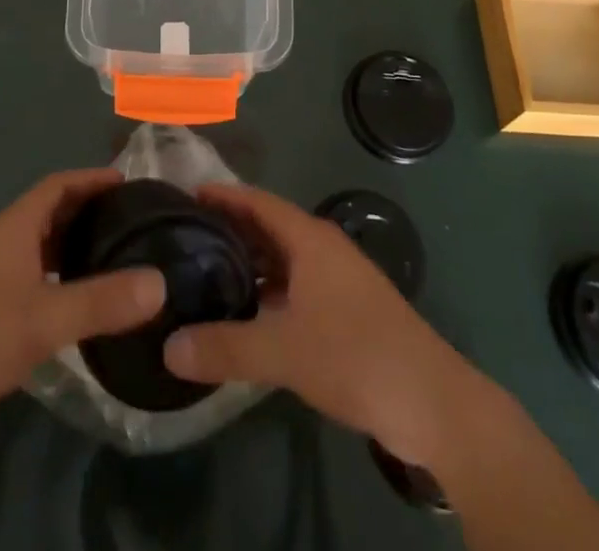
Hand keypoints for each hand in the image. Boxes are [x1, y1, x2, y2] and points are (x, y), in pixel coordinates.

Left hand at [0, 169, 165, 472]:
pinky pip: (35, 287)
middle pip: (51, 215)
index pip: (57, 185)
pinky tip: (85, 310)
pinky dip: (62, 286)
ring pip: (43, 253)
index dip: (91, 178)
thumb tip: (161, 283)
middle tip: (136, 224)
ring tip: (120, 261)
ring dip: (76, 251)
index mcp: (12, 229)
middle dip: (90, 214)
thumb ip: (102, 301)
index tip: (131, 183)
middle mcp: (3, 247)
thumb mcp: (43, 319)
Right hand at [162, 183, 494, 468]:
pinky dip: (268, 294)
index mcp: (310, 239)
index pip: (258, 202)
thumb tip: (168, 347)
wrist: (430, 401)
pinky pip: (296, 288)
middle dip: (230, 231)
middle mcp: (323, 249)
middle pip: (269, 228)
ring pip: (283, 261)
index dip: (223, 197)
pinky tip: (245, 317)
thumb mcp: (283, 351)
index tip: (185, 196)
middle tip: (184, 239)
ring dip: (250, 266)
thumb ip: (225, 347)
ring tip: (205, 276)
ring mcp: (337, 280)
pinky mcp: (346, 311)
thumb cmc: (355, 356)